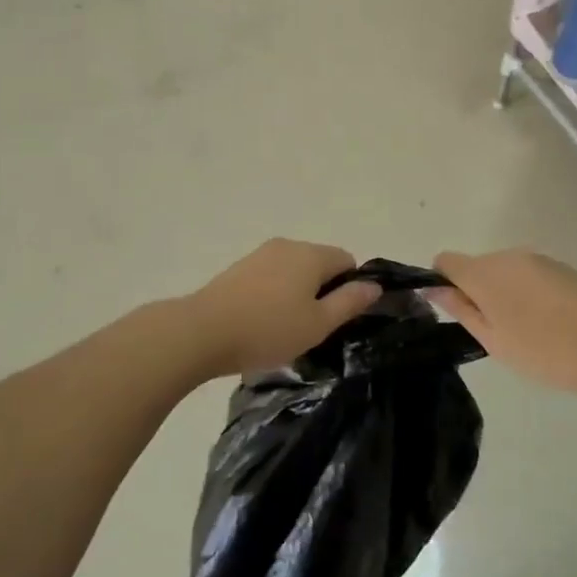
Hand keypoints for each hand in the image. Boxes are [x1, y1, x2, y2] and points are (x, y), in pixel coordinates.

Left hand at [184, 239, 382, 378]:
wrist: (202, 331)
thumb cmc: (268, 329)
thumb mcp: (318, 324)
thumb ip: (349, 302)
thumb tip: (374, 285)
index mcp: (311, 254)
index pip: (347, 261)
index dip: (349, 288)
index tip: (337, 318)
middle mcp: (288, 245)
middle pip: (319, 263)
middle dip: (322, 291)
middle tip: (312, 328)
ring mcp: (260, 254)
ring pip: (293, 270)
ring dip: (297, 293)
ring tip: (284, 328)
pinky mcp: (239, 267)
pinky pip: (271, 276)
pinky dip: (274, 294)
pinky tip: (262, 321)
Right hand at [430, 249, 576, 397]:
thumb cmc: (545, 351)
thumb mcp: (494, 340)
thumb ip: (461, 310)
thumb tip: (435, 288)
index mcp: (484, 272)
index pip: (446, 261)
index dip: (444, 283)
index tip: (458, 311)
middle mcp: (508, 256)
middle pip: (478, 266)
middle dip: (478, 291)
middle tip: (496, 331)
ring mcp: (538, 259)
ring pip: (506, 271)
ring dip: (506, 292)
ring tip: (527, 330)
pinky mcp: (562, 266)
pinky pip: (531, 274)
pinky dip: (530, 292)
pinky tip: (550, 321)